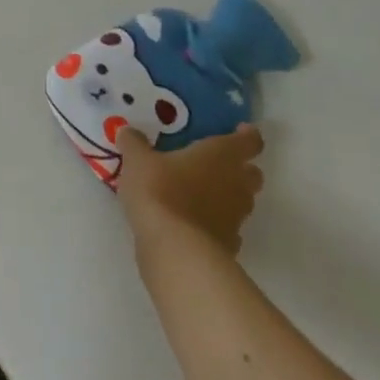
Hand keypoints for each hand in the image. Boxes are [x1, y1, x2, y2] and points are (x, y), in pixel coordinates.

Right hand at [116, 124, 265, 257]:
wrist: (175, 248)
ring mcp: (236, 217)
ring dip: (226, 197)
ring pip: (241, 202)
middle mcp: (237, 183)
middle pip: (252, 173)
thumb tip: (127, 131)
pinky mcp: (229, 245)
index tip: (238, 131)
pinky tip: (193, 226)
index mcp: (221, 155)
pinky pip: (227, 229)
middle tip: (214, 165)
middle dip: (239, 169)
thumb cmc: (160, 191)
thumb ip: (134, 143)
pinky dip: (215, 225)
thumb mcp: (137, 161)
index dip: (247, 135)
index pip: (249, 141)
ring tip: (198, 196)